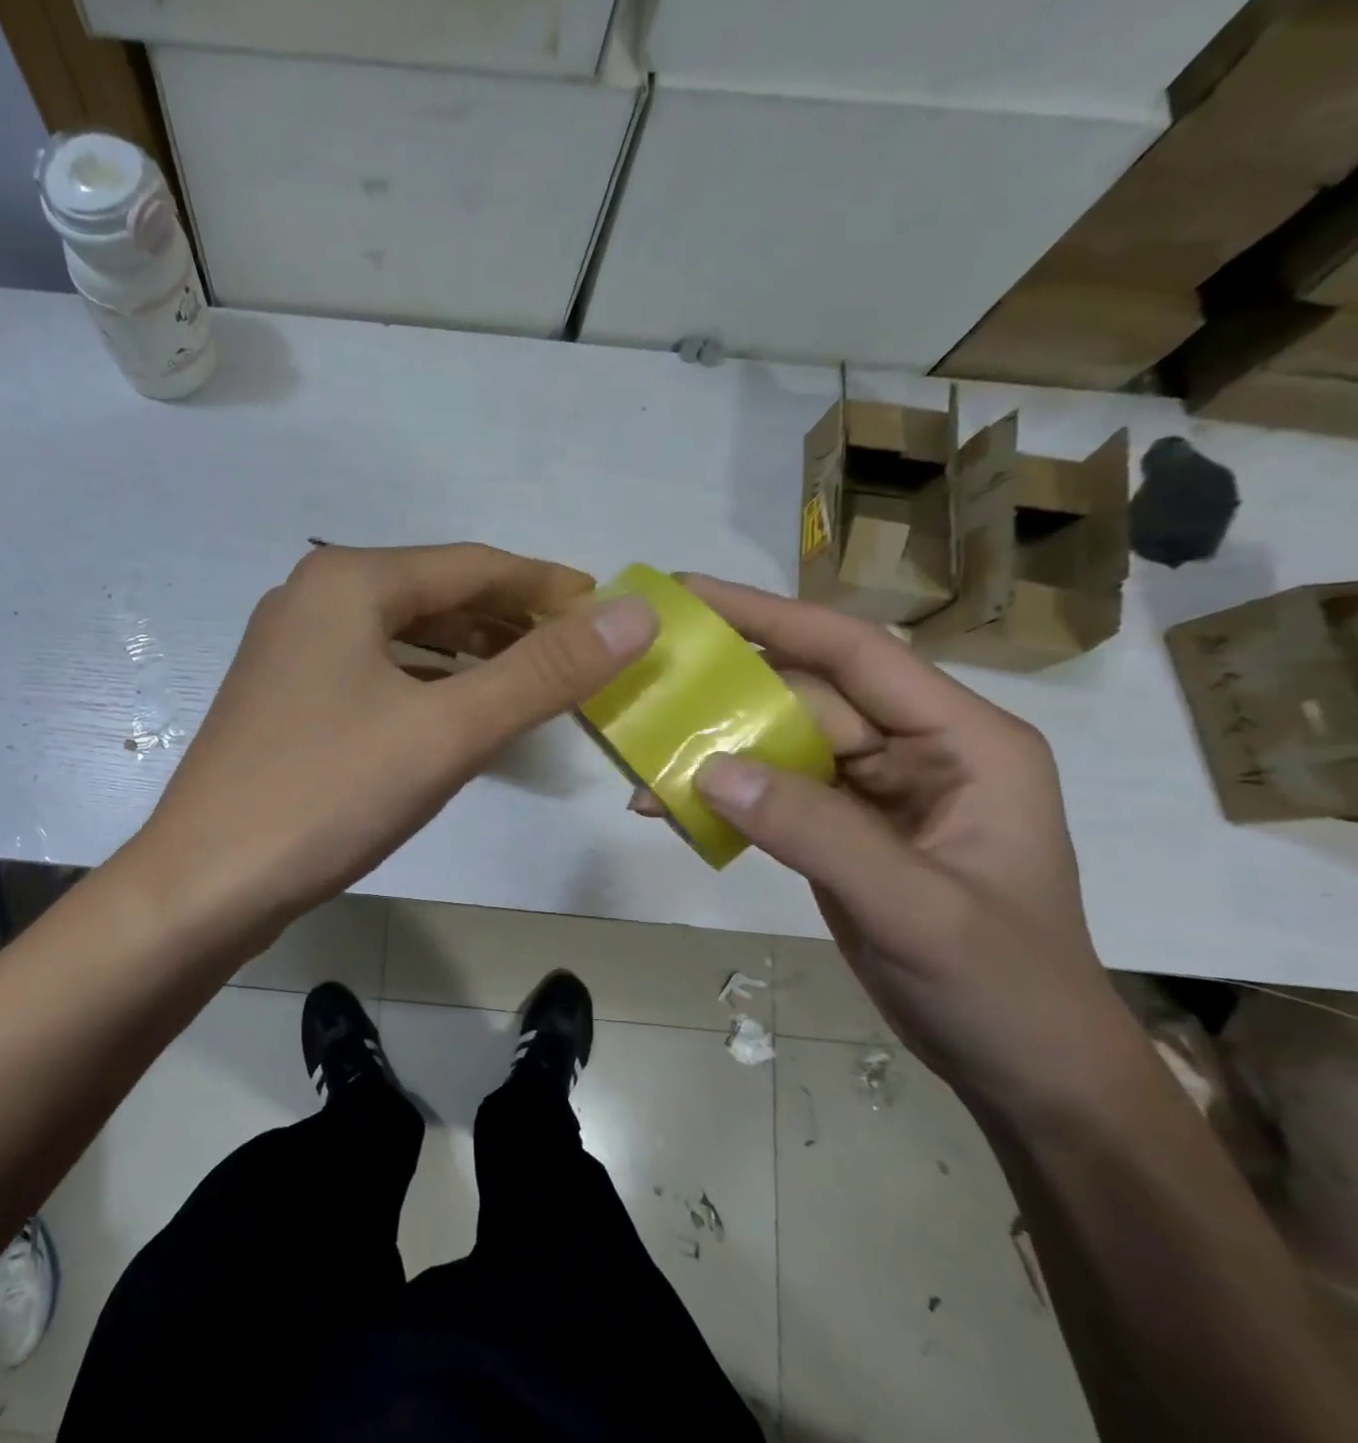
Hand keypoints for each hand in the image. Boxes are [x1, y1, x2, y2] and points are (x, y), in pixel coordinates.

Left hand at [128, 542, 656, 946]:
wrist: (204, 885)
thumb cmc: (327, 795)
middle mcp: (312, 599)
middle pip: (435, 595)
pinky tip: (455, 714)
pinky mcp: (284, 699)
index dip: (546, 586)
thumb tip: (635, 615)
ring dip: (468, 654)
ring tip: (530, 679)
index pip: (472, 565)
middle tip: (577, 651)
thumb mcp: (447, 732)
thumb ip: (543, 673)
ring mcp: (291, 650)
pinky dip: (425, 685)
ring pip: (402, 637)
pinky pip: (375, 673)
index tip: (606, 610)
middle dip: (509, 621)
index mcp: (347, 581)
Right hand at [670, 576, 1148, 1121]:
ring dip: (713, 750)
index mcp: (962, 740)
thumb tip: (708, 769)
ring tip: (641, 759)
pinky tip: (671, 806)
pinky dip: (721, 796)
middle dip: (725, 695)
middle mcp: (916, 749)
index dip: (772, 616)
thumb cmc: (1002, 986)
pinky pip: (769, 791)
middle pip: (804, 697)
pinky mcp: (839, 827)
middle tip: (642, 687)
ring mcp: (873, 789)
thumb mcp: (916, 908)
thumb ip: (814, 832)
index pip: (855, 653)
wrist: (1022, 1068)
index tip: (690, 594)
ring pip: (778, 743)